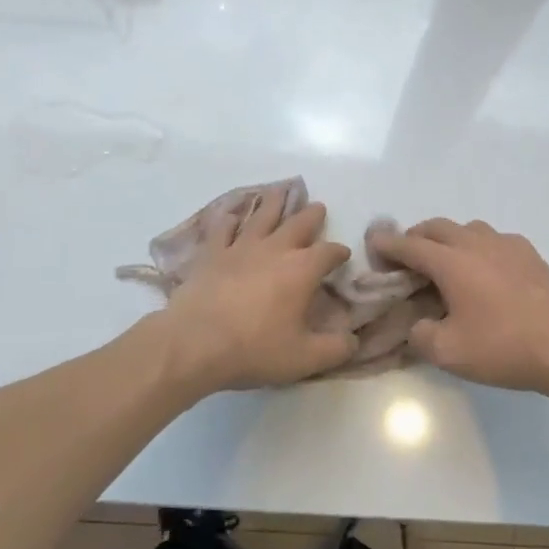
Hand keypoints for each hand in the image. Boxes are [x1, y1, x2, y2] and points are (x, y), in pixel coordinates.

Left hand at [159, 187, 354, 392]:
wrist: (195, 343)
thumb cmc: (254, 349)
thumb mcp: (305, 359)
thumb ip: (336, 349)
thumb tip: (354, 340)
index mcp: (301, 270)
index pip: (328, 253)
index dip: (339, 252)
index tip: (343, 255)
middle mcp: (274, 250)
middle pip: (298, 224)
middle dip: (311, 215)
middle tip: (318, 207)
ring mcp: (240, 248)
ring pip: (261, 216)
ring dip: (273, 202)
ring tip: (279, 190)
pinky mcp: (212, 254)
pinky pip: (223, 229)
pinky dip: (229, 220)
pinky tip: (232, 215)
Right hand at [378, 219, 548, 396]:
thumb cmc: (504, 347)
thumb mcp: (449, 352)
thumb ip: (421, 335)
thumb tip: (418, 324)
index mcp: (451, 262)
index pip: (409, 245)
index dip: (387, 245)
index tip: (372, 245)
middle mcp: (476, 243)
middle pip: (436, 227)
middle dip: (415, 238)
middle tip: (405, 259)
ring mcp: (507, 244)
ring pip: (467, 229)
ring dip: (447, 239)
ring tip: (444, 264)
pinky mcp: (530, 254)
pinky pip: (493, 240)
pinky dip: (476, 247)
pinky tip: (484, 271)